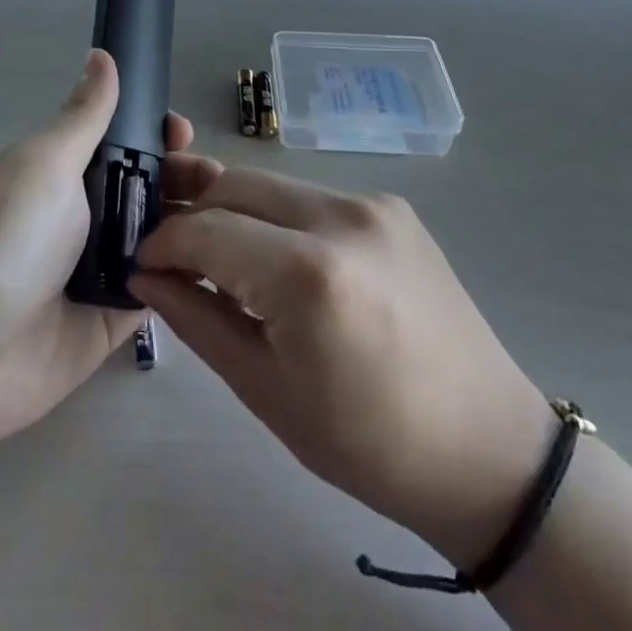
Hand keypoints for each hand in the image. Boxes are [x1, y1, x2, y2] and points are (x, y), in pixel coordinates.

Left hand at [0, 49, 192, 461]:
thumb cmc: (4, 241)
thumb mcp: (44, 163)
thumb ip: (84, 116)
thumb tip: (100, 54)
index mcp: (64, 170)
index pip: (122, 140)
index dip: (156, 133)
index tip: (183, 133)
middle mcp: (85, 213)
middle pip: (149, 185)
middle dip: (185, 176)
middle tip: (217, 182)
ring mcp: (101, 266)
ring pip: (162, 234)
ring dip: (196, 222)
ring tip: (232, 219)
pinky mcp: (115, 314)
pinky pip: (162, 287)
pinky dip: (188, 273)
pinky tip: (227, 264)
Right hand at [131, 163, 553, 572]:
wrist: (487, 447)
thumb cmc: (368, 443)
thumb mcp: (266, 390)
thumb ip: (197, 319)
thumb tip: (145, 276)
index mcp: (309, 274)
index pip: (205, 229)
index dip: (163, 242)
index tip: (144, 265)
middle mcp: (342, 216)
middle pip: (234, 185)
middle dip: (194, 215)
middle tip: (177, 260)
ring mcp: (372, 203)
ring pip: (271, 183)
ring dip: (234, 212)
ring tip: (225, 260)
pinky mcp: (392, 205)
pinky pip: (310, 195)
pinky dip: (277, 217)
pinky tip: (279, 260)